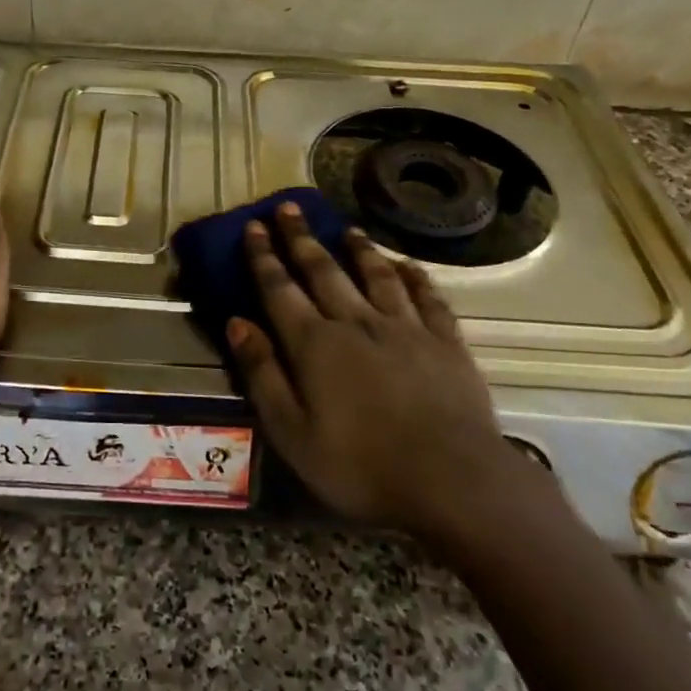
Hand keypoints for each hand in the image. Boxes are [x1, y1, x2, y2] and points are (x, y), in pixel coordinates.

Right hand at [227, 202, 529, 537]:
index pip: (280, 289)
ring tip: (347, 228)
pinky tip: (407, 266)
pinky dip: (414, 277)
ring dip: (358, 249)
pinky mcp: (446, 342)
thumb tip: (237, 323)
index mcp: (315, 345)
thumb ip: (263, 374)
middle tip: (289, 208)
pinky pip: (428, 298)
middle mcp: (357, 323)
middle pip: (324, 271)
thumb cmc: (360, 466)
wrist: (452, 481)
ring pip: (376, 276)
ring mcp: (406, 329)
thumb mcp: (291, 432)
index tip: (255, 226)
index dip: (264, 257)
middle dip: (302, 239)